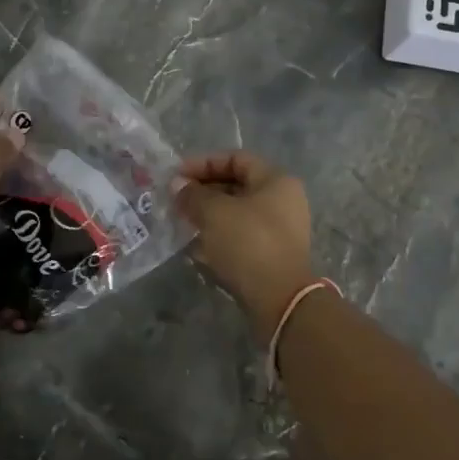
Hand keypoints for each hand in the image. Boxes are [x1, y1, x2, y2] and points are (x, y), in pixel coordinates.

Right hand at [175, 151, 315, 335]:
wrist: (280, 301)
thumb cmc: (249, 243)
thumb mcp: (215, 212)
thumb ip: (193, 194)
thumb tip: (177, 185)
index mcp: (276, 181)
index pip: (236, 159)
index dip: (203, 163)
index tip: (177, 176)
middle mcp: (283, 201)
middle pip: (236, 186)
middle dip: (203, 191)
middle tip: (175, 200)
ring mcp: (279, 231)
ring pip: (236, 214)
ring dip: (208, 216)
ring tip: (181, 222)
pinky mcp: (271, 256)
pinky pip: (240, 237)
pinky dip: (218, 237)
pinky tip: (195, 246)